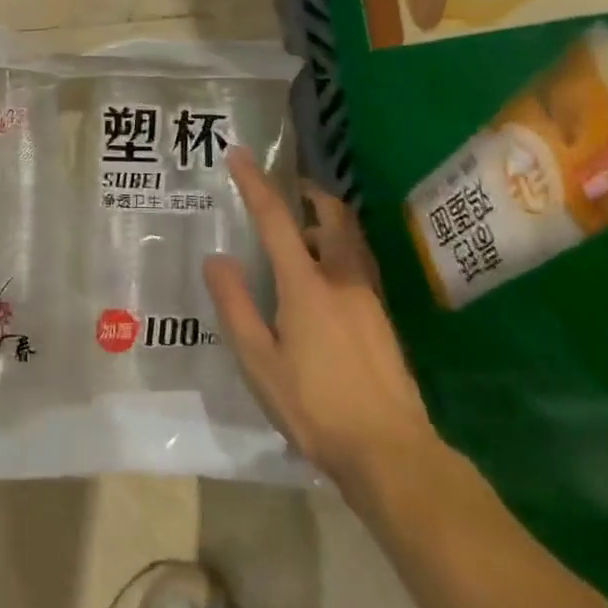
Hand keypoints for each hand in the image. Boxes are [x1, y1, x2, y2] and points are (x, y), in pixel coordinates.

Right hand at [203, 148, 438, 486]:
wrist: (391, 453)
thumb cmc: (316, 407)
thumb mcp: (259, 362)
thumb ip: (235, 306)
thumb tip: (217, 259)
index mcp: (306, 285)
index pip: (276, 219)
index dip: (255, 183)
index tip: (240, 153)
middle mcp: (342, 279)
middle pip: (333, 216)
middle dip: (310, 193)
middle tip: (288, 192)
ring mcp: (369, 298)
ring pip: (351, 239)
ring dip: (328, 222)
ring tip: (302, 237)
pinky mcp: (383, 319)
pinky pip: (359, 265)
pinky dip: (339, 251)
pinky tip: (324, 283)